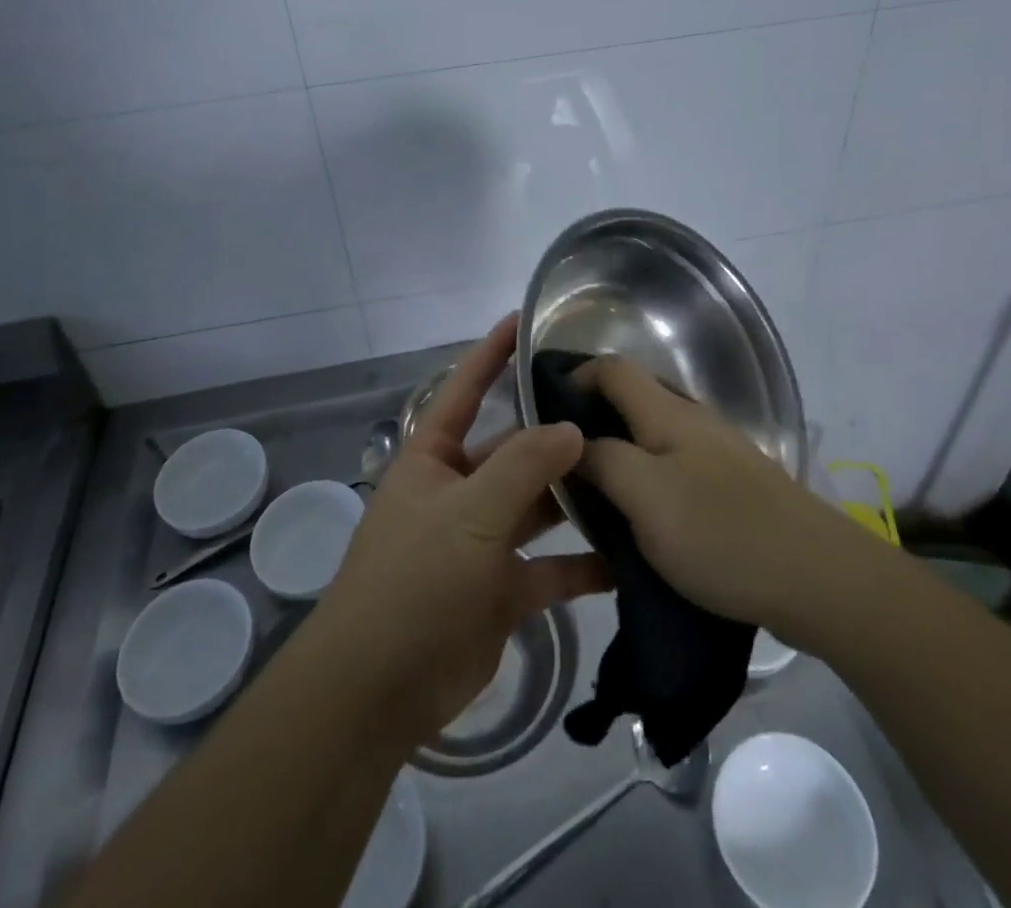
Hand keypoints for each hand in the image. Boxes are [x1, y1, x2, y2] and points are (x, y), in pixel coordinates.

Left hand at [313, 315, 609, 747]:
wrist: (378, 690)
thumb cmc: (414, 580)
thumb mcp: (469, 513)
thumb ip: (523, 467)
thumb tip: (572, 428)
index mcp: (434, 459)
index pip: (465, 390)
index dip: (491, 354)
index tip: (524, 320)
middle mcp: (459, 491)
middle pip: (514, 451)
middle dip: (556, 434)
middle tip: (614, 411)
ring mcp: (481, 541)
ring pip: (537, 507)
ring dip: (576, 498)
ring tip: (632, 475)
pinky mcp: (502, 590)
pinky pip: (549, 568)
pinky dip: (582, 565)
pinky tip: (627, 558)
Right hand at [574, 356, 847, 633]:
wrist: (818, 578)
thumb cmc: (721, 532)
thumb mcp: (644, 496)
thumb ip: (602, 461)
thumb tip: (574, 443)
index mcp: (667, 412)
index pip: (610, 368)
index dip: (574, 379)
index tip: (544, 418)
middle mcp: (692, 420)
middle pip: (631, 400)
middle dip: (592, 424)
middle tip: (563, 466)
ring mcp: (717, 453)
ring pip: (652, 438)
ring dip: (620, 457)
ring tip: (595, 498)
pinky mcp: (733, 487)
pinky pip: (675, 469)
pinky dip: (648, 482)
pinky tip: (642, 521)